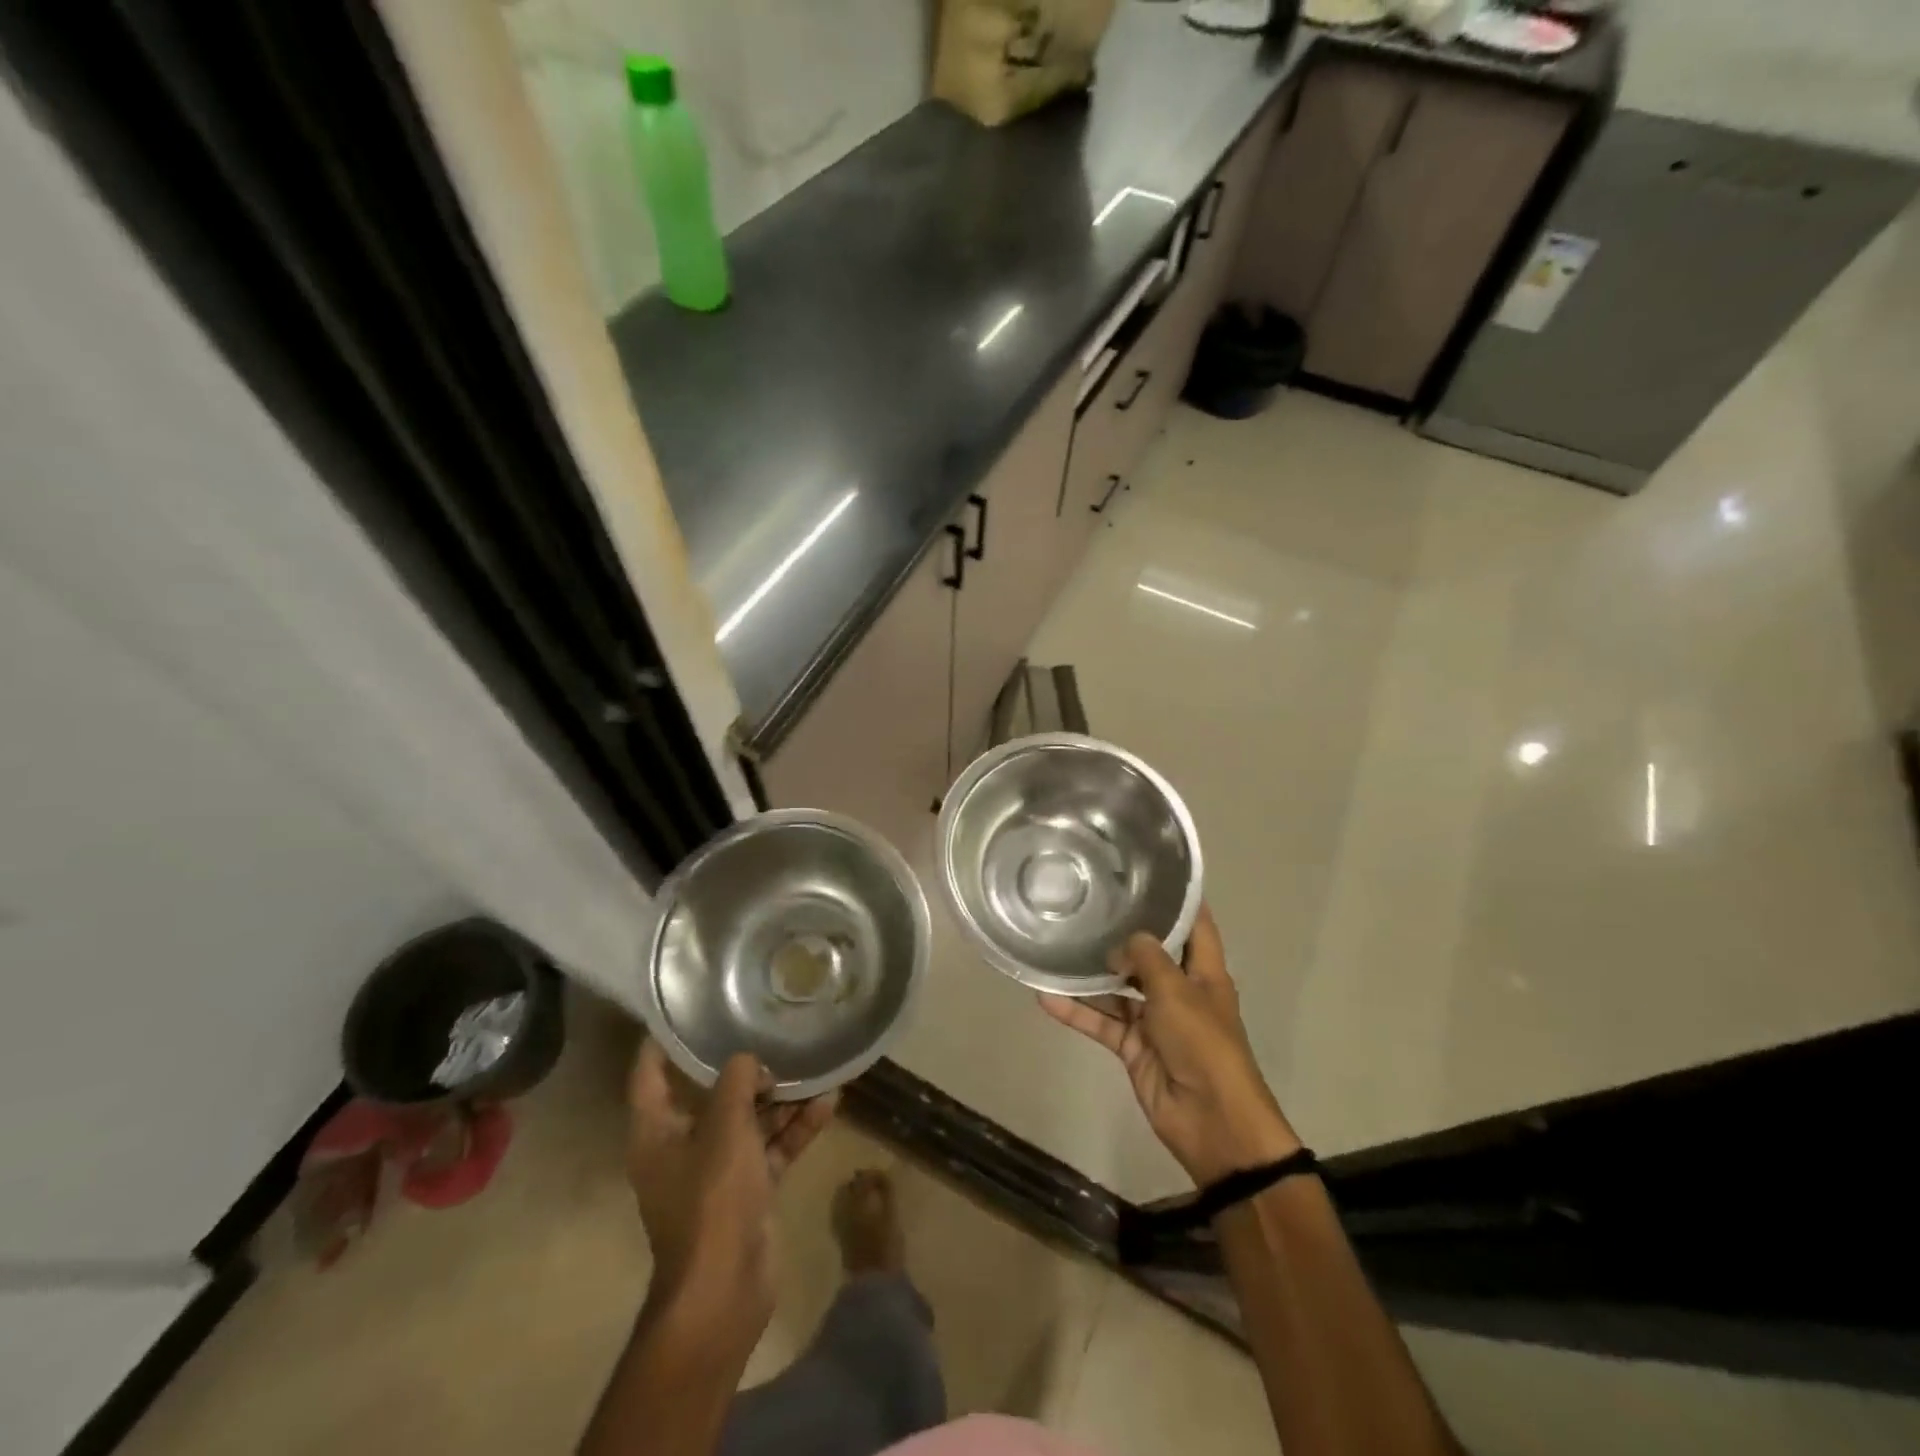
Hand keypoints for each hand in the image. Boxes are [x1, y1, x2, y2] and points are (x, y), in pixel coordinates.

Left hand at [626, 1040, 835, 1346]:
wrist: (724, 1289)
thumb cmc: (711, 1198)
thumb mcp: (724, 1127)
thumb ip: (736, 1081)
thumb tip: (749, 1060)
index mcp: (656, 1132)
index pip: (651, 1073)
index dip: (665, 1040)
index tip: (690, 1007)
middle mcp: (683, 1145)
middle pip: (710, 1093)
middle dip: (743, 1066)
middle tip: (771, 1030)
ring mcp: (718, 1169)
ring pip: (749, 1119)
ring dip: (780, 1097)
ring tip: (814, 1064)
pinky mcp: (748, 1188)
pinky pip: (772, 1147)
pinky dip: (796, 1128)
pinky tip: (829, 1102)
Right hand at [1040, 905, 1299, 1185]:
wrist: (1211, 1120)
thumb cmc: (1203, 1043)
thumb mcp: (1177, 990)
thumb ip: (1148, 958)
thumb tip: (1124, 940)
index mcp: (1204, 973)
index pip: (1195, 926)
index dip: (1179, 901)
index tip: (1150, 873)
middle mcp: (1180, 991)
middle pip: (1150, 956)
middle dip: (1122, 935)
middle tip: (1086, 905)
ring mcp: (1155, 1020)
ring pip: (1118, 990)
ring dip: (1091, 976)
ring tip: (1057, 947)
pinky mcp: (1133, 1047)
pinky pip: (1101, 1022)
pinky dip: (1077, 1012)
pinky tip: (1046, 996)